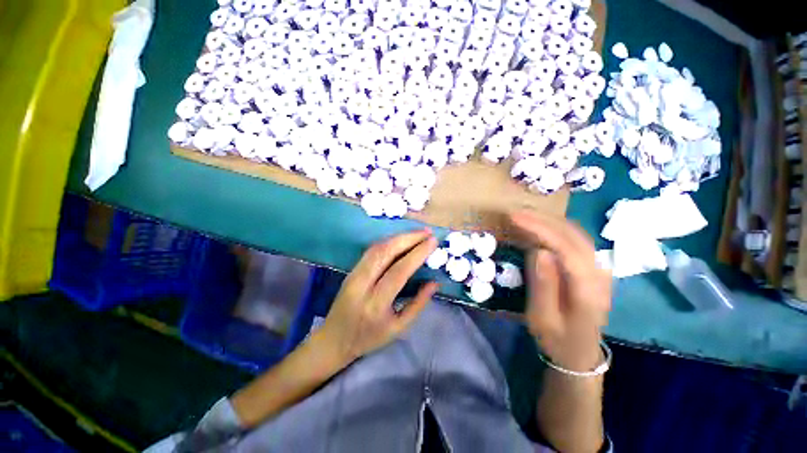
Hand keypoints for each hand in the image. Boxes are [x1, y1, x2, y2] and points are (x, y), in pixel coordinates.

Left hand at [320, 229, 438, 362]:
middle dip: (409, 238)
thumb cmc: (370, 338)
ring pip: (377, 247)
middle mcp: (362, 284)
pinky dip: (389, 241)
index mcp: (376, 303)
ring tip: (417, 233)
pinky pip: (371, 250)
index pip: (399, 271)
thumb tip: (434, 282)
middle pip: (386, 252)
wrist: (334, 339)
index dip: (417, 253)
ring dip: (399, 237)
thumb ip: (418, 304)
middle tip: (427, 232)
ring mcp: (354, 274)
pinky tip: (401, 239)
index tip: (433, 242)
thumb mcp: (399, 328)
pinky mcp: (351, 270)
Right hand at [511, 211, 610, 371]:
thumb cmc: (557, 339)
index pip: (566, 248)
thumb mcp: (541, 318)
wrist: (580, 354)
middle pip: (574, 236)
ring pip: (578, 235)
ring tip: (524, 216)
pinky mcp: (595, 268)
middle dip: (543, 220)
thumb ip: (543, 285)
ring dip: (550, 221)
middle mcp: (600, 275)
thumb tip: (539, 250)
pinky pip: (576, 240)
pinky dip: (556, 229)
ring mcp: (601, 270)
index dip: (540, 229)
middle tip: (515, 213)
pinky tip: (541, 227)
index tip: (515, 218)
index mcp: (588, 291)